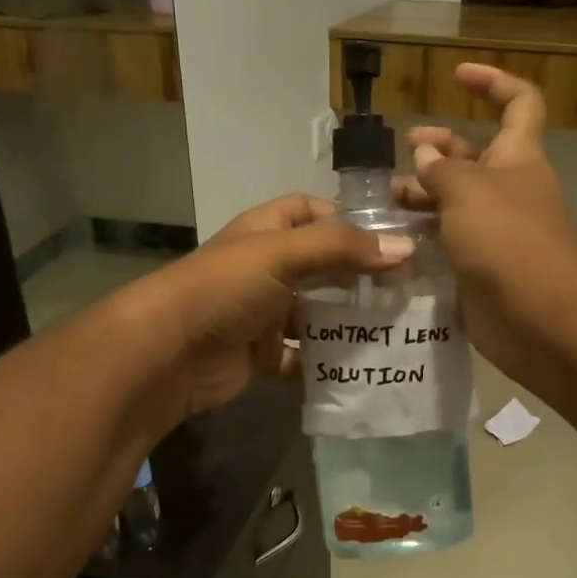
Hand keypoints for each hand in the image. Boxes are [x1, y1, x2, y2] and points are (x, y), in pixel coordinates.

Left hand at [122, 194, 413, 420]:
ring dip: (346, 321)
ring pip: (314, 314)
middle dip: (357, 275)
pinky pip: (300, 357)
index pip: (309, 211)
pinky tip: (360, 365)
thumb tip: (405, 246)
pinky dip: (324, 362)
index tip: (390, 235)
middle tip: (408, 287)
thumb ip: (342, 248)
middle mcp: (264, 268)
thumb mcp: (283, 254)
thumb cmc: (224, 288)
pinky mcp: (260, 354)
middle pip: (320, 266)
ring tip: (396, 328)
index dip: (346, 217)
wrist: (168, 353)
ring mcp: (262, 313)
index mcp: (265, 232)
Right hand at [395, 63, 576, 370]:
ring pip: (456, 203)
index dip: (493, 83)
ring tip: (387, 200)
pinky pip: (449, 244)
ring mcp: (495, 232)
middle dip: (438, 149)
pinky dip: (425, 239)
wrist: (538, 316)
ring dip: (423, 197)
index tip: (457, 76)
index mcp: (517, 157)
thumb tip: (425, 154)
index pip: (518, 103)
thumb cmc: (507, 237)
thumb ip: (441, 169)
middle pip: (474, 157)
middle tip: (401, 155)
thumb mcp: (468, 189)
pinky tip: (394, 240)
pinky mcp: (480, 269)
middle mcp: (508, 190)